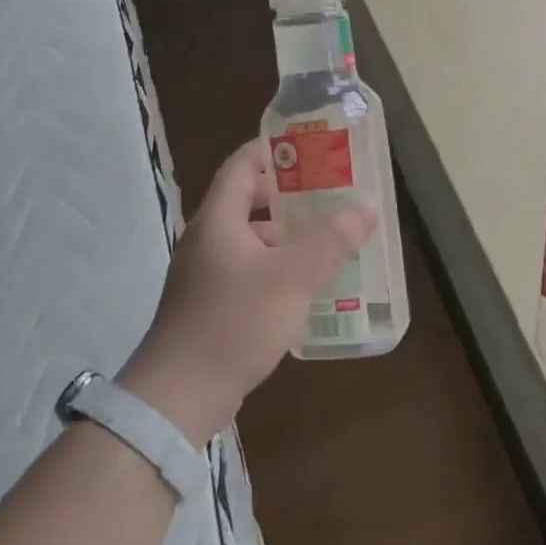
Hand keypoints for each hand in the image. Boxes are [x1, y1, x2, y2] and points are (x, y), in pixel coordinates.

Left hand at [118, 139, 376, 441]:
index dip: (273, 150)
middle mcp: (207, 240)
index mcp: (218, 220)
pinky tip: (306, 286)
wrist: (179, 397)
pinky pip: (249, 272)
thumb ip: (331, 240)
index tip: (310, 147)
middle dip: (289, 195)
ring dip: (286, 236)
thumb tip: (366, 205)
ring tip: (328, 239)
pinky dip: (277, 268)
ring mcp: (205, 275)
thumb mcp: (292, 278)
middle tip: (330, 194)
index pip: (242, 164)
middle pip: (247, 201)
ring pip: (251, 240)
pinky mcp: (210, 306)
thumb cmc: (234, 323)